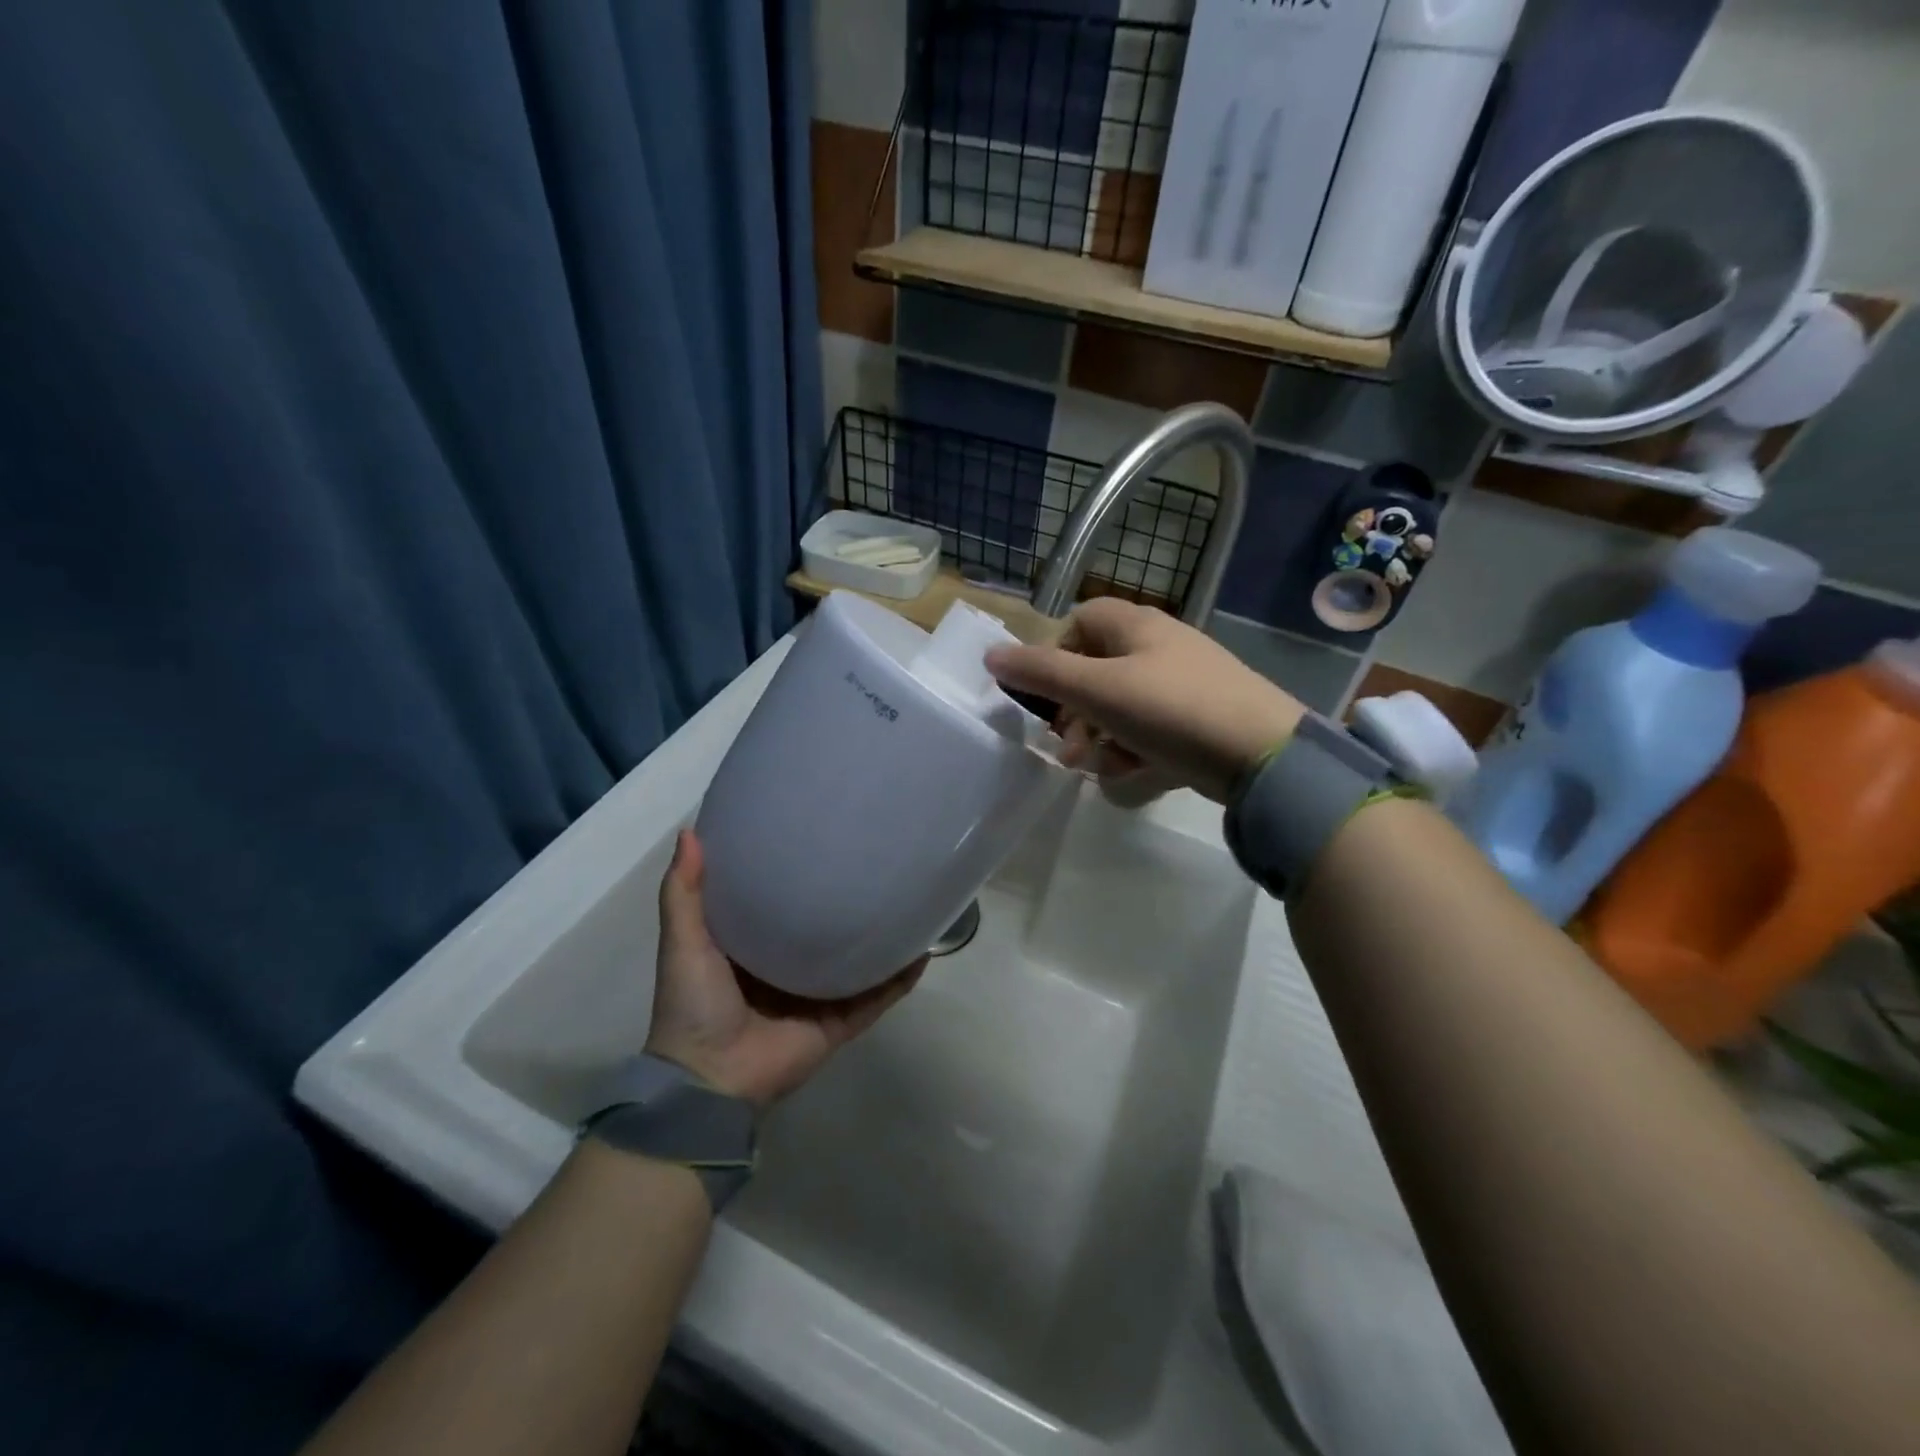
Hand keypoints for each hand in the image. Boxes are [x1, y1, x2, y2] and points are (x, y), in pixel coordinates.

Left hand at [643, 829, 924, 1106]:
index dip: (796, 873)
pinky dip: (900, 979)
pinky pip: (877, 998)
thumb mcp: (683, 941)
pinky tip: (923, 951)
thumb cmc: (694, 1004)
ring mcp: (818, 998)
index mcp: (752, 949)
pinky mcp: (840, 1023)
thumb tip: (690, 830)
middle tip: (874, 860)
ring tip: (910, 899)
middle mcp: (789, 970)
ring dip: (881, 939)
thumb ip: (683, 892)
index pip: (781, 903)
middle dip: (847, 902)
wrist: (710, 1079)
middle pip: (825, 930)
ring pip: (858, 962)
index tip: (817, 835)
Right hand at [986, 599, 1303, 802]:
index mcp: (1136, 627)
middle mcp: (1161, 646)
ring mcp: (1185, 682)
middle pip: (1099, 668)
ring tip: (1095, 768)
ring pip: (1123, 703)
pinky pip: (1152, 727)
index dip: (1055, 653)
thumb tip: (990, 656)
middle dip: (1074, 710)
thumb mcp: (1097, 690)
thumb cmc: (1171, 710)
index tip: (1047, 695)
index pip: (1081, 619)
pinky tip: (1130, 774)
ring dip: (1099, 735)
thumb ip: (1042, 673)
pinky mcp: (1202, 717)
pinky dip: (1133, 748)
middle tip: (1066, 749)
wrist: (1264, 754)